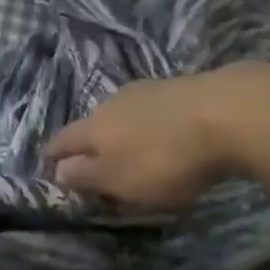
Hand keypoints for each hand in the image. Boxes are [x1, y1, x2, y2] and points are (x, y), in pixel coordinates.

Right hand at [44, 63, 269, 206]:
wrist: (224, 111)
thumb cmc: (165, 157)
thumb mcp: (122, 180)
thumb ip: (89, 176)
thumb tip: (59, 170)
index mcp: (95, 126)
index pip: (63, 139)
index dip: (53, 154)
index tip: (45, 163)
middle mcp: (113, 102)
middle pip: (92, 124)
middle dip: (88, 142)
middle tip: (90, 162)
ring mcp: (145, 91)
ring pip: (121, 114)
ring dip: (119, 132)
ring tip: (126, 150)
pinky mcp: (175, 89)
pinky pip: (149, 111)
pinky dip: (146, 126)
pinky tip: (159, 135)